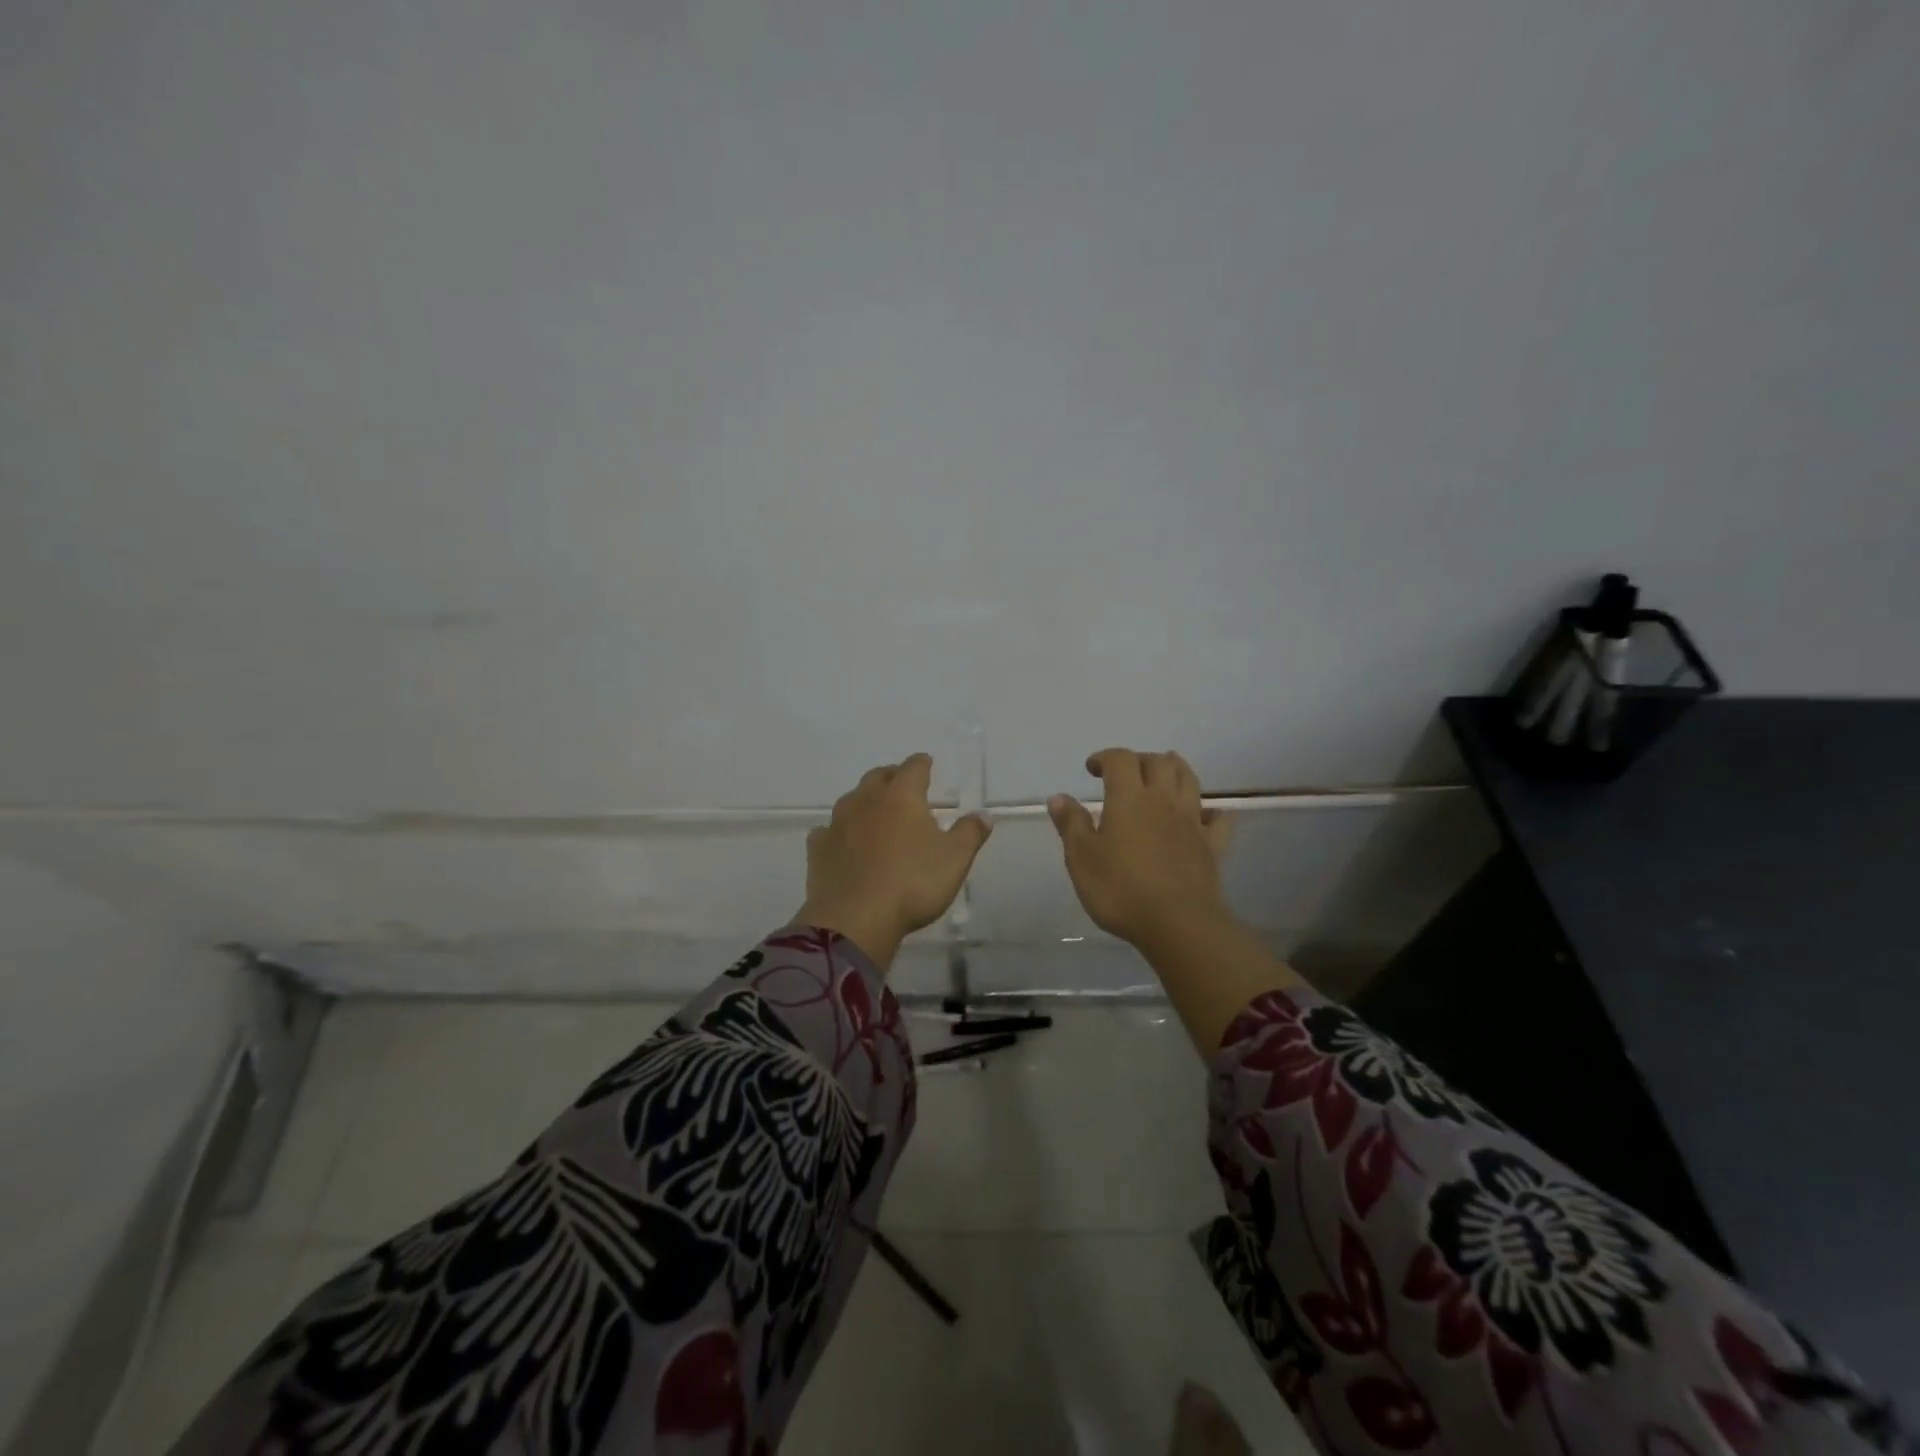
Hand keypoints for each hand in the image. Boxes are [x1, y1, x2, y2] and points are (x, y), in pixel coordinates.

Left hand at [795, 753, 992, 970]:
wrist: (855, 920)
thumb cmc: (913, 884)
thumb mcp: (955, 860)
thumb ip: (970, 833)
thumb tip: (983, 815)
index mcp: (902, 797)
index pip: (913, 768)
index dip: (922, 764)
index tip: (927, 763)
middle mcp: (866, 801)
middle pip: (878, 777)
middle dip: (891, 776)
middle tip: (901, 784)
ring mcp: (838, 823)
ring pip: (852, 800)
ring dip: (865, 802)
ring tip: (875, 814)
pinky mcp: (818, 849)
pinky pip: (828, 831)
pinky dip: (839, 832)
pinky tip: (843, 843)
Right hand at [1048, 748, 1234, 948]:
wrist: (1177, 923)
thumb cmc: (1120, 889)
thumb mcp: (1081, 858)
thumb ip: (1071, 824)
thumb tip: (1059, 797)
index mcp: (1129, 798)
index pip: (1120, 759)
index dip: (1105, 757)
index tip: (1092, 768)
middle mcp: (1163, 800)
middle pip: (1159, 763)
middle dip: (1140, 760)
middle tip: (1126, 772)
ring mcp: (1192, 821)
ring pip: (1190, 780)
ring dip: (1176, 769)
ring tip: (1164, 773)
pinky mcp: (1211, 846)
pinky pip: (1217, 819)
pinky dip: (1210, 812)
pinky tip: (1204, 816)